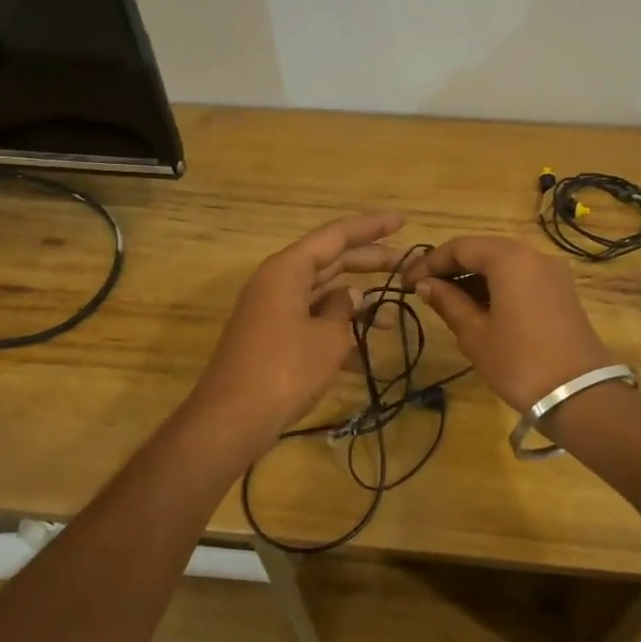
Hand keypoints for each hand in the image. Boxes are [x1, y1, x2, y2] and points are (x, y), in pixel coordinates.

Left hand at [185, 213, 406, 447]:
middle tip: (408, 265)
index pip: (336, 236)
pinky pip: (313, 322)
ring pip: (324, 294)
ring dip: (357, 305)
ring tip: (392, 319)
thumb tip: (353, 296)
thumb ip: (345, 310)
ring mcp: (274, 311)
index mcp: (287, 270)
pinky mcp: (273, 337)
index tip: (403, 221)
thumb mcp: (327, 338)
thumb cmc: (283, 371)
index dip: (371, 227)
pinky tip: (366, 354)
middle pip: (331, 261)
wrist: (232, 421)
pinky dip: (338, 332)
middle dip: (370, 263)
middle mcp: (278, 282)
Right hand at [404, 237, 617, 410]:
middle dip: (451, 267)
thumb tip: (426, 285)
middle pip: (483, 250)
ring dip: (473, 277)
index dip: (430, 262)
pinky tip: (478, 307)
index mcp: (509, 258)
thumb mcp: (475, 334)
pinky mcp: (561, 291)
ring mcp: (551, 272)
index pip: (460, 247)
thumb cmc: (519, 362)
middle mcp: (533, 255)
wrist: (580, 395)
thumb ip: (448, 302)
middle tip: (424, 290)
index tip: (407, 283)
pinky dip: (496, 285)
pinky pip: (521, 276)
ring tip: (446, 301)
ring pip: (503, 263)